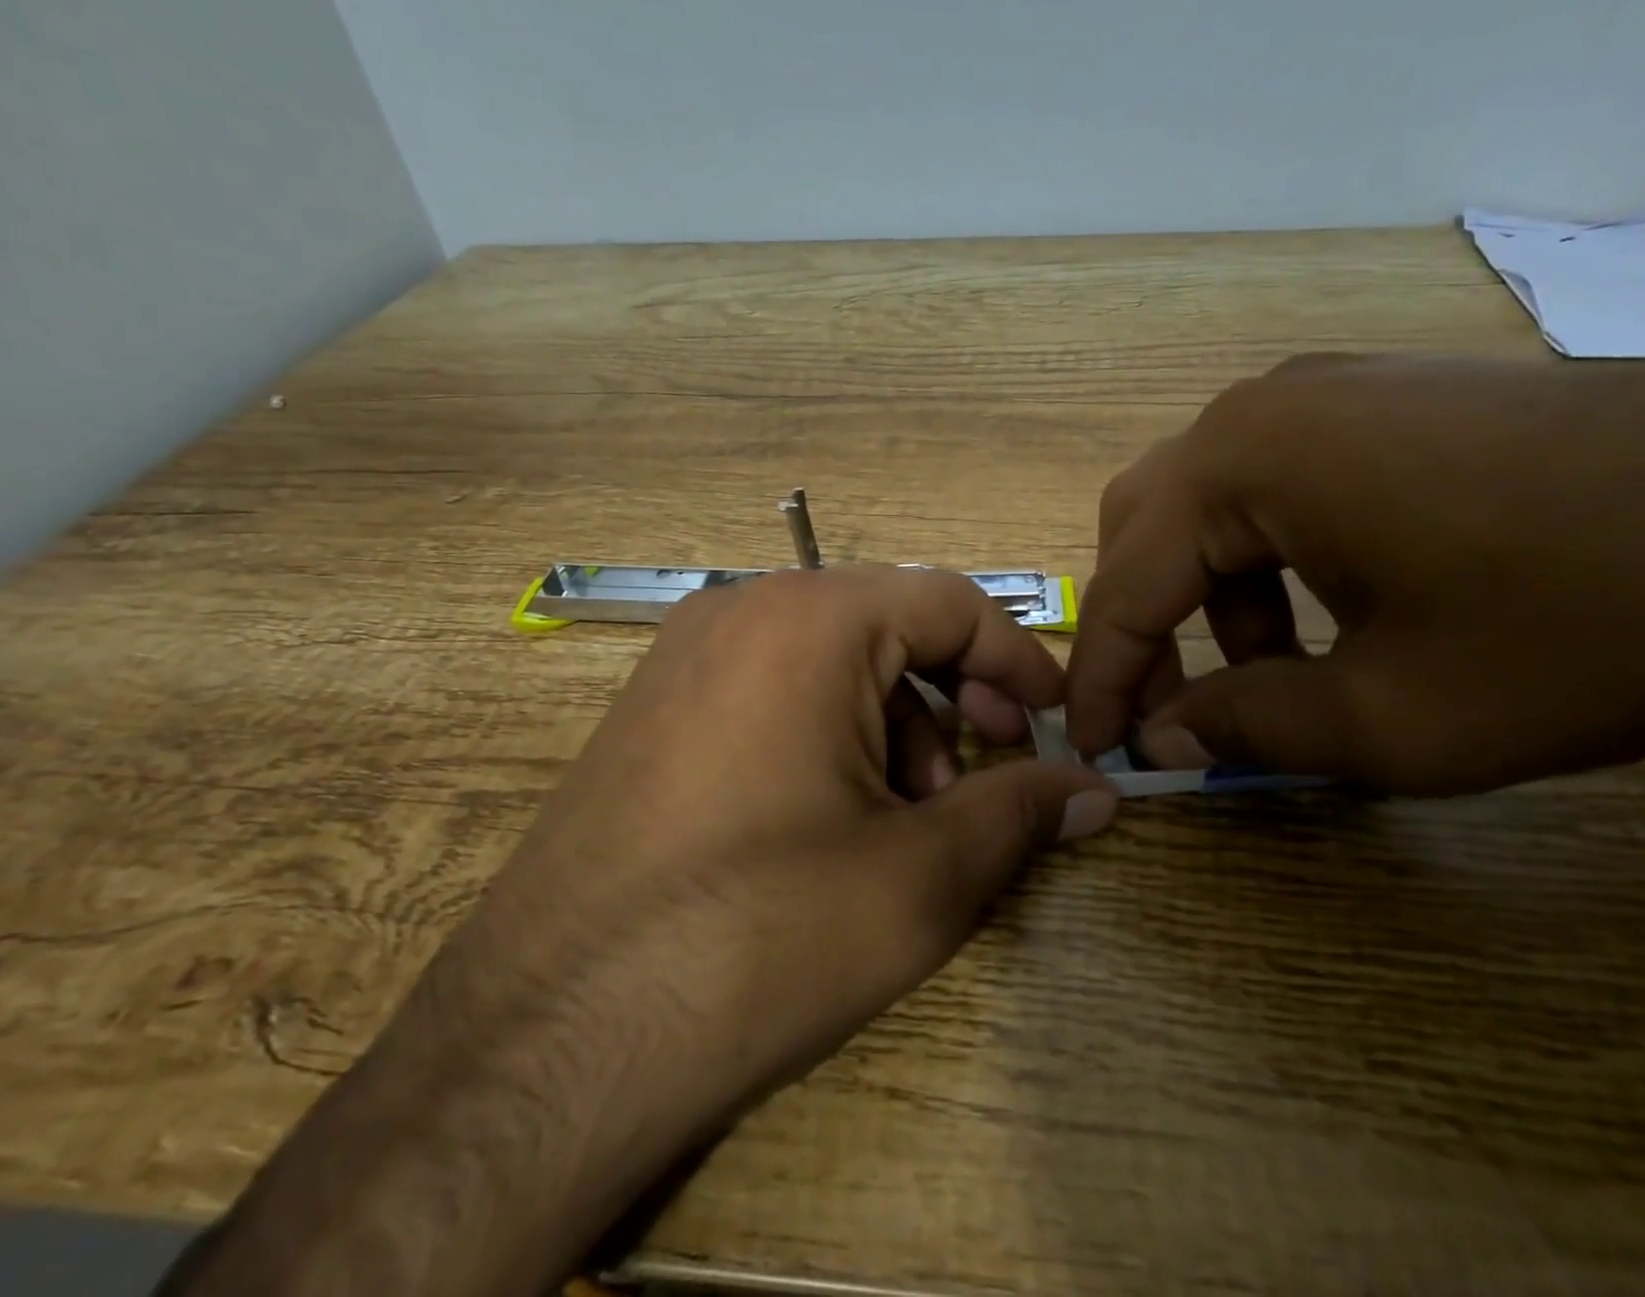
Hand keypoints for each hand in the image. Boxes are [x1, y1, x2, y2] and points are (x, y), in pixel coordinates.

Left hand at [168, 566, 1116, 1296]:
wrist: (544, 1043)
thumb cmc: (758, 935)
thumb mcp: (921, 877)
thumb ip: (1023, 812)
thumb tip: (1100, 790)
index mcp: (810, 617)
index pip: (951, 602)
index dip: (1017, 659)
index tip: (1056, 720)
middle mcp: (741, 609)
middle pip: (888, 627)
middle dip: (953, 698)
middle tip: (982, 777)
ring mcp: (685, 654)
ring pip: (830, 660)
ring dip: (892, 723)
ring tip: (905, 816)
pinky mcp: (654, 706)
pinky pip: (771, 687)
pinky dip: (827, 733)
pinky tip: (830, 817)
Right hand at [1067, 353, 1644, 794]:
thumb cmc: (1589, 622)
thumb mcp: (1398, 717)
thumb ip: (1249, 728)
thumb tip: (1162, 737)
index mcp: (1243, 461)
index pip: (1127, 580)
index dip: (1102, 676)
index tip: (1093, 748)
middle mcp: (1258, 407)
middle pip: (1143, 525)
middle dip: (1139, 625)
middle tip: (1160, 709)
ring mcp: (1318, 391)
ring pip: (1202, 504)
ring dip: (1203, 594)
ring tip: (1263, 673)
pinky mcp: (1370, 400)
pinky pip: (1268, 483)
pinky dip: (1261, 558)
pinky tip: (1327, 611)